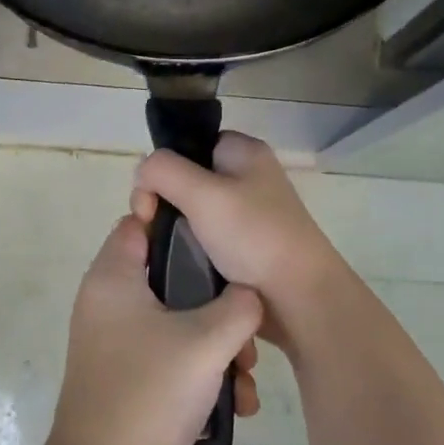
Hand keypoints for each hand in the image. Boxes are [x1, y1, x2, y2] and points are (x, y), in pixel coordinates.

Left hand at [45, 217, 262, 444]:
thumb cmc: (150, 392)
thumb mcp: (207, 342)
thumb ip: (239, 306)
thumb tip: (248, 295)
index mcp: (113, 276)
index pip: (141, 223)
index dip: (181, 225)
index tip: (222, 243)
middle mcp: (107, 301)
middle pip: (168, 276)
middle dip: (215, 302)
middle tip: (245, 329)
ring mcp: (113, 340)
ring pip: (174, 320)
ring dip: (214, 343)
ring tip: (246, 376)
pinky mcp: (123, 373)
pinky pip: (166, 354)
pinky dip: (197, 369)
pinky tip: (233, 402)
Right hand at [131, 133, 346, 323]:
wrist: (299, 301)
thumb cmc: (254, 237)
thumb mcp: (203, 194)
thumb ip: (163, 171)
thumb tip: (144, 174)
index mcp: (245, 153)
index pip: (191, 144)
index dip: (165, 166)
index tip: (151, 199)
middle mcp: (248, 178)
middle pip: (187, 178)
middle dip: (164, 201)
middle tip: (151, 227)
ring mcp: (248, 215)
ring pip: (193, 212)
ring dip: (174, 229)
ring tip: (163, 251)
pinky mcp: (245, 248)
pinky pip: (205, 239)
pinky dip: (189, 250)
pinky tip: (181, 265)